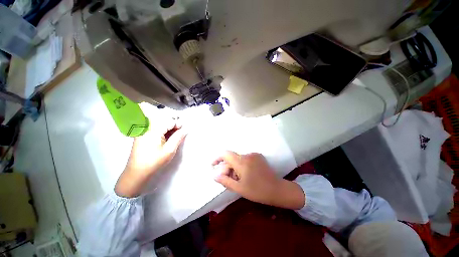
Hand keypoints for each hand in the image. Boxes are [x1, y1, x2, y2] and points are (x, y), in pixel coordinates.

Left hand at [115, 119, 186, 197]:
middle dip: (174, 122)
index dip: (178, 123)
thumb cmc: (154, 161)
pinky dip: (163, 129)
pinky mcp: (142, 134)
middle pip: (163, 118)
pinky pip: (154, 126)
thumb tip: (185, 129)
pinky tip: (167, 135)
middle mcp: (147, 127)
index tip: (184, 130)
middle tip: (180, 131)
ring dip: (169, 126)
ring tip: (175, 134)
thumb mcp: (169, 150)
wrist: (136, 172)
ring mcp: (143, 130)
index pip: (169, 120)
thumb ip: (178, 137)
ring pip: (159, 121)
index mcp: (153, 130)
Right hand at [212, 151, 304, 209]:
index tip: (213, 165)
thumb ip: (225, 181)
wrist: (277, 189)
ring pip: (238, 159)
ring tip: (237, 179)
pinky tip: (245, 175)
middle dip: (227, 167)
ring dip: (235, 167)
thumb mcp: (239, 188)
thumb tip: (214, 175)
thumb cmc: (257, 191)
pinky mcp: (258, 156)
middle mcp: (247, 155)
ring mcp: (254, 155)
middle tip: (227, 179)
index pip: (226, 154)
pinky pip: (245, 159)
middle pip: (232, 158)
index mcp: (242, 162)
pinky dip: (242, 165)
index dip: (218, 158)